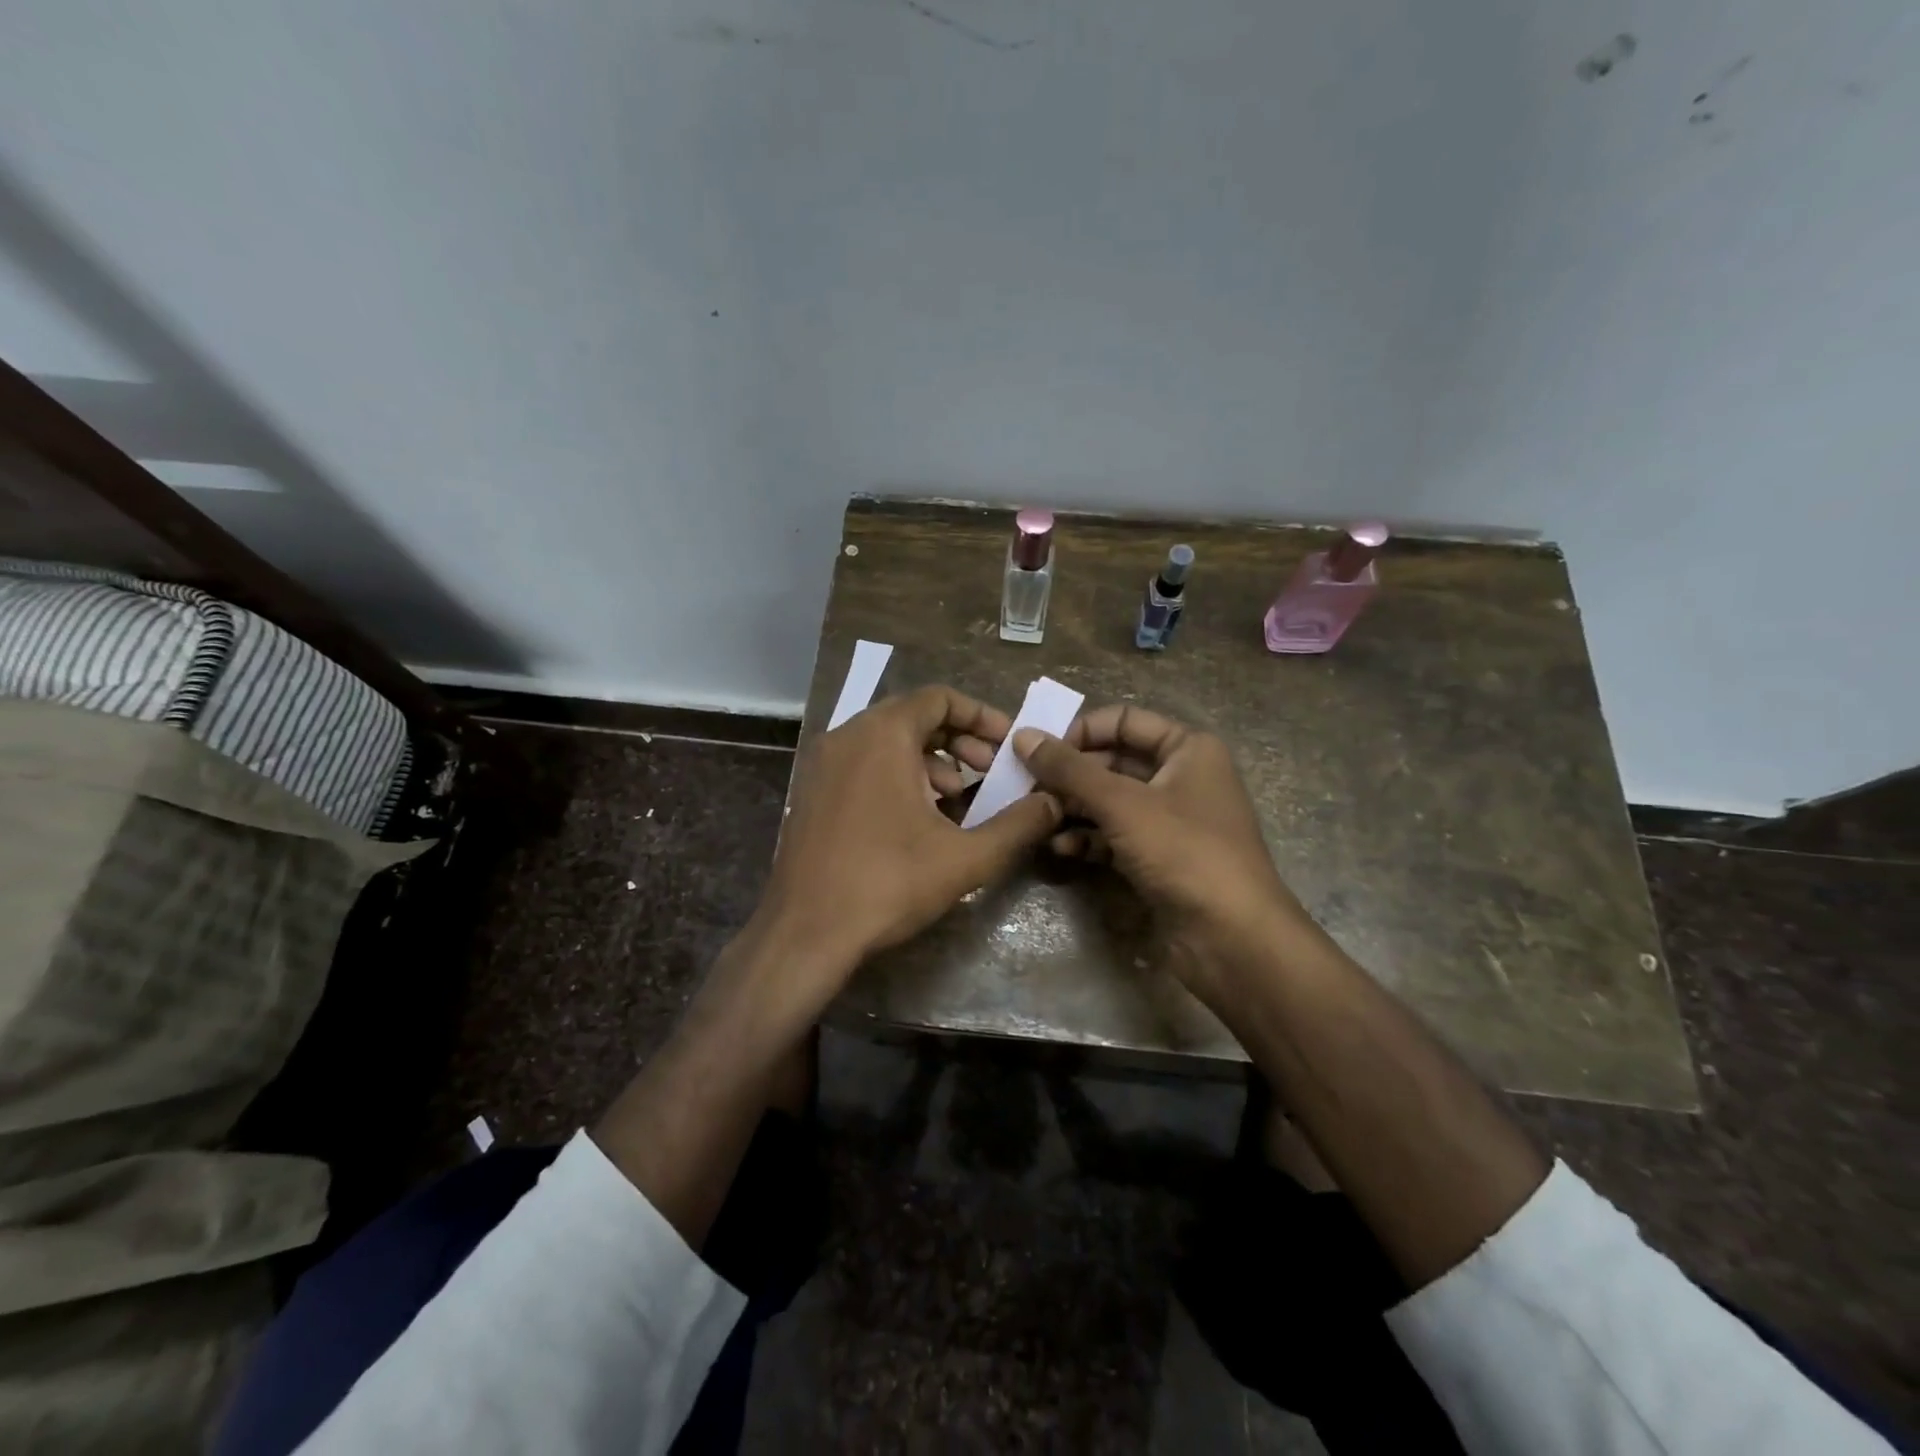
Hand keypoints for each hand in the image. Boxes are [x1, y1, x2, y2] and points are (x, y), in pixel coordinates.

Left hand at [748, 685, 1062, 1019]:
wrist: (806, 932)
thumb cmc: (888, 883)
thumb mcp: (966, 857)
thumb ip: (1018, 825)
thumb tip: (1054, 803)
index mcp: (882, 735)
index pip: (939, 698)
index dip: (981, 715)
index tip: (1007, 744)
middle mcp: (847, 736)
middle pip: (913, 717)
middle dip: (958, 740)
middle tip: (989, 771)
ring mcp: (822, 763)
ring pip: (886, 742)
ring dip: (929, 760)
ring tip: (957, 799)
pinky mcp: (811, 792)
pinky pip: (862, 763)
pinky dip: (896, 775)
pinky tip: (916, 819)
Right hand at [1014, 705, 1323, 1005]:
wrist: (1232, 938)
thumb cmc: (1184, 851)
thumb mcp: (1122, 803)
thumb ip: (1069, 769)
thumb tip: (1023, 735)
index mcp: (1187, 748)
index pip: (1123, 721)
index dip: (1080, 731)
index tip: (1038, 750)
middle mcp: (1181, 777)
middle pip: (1113, 761)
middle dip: (1070, 775)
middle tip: (1026, 787)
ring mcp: (1170, 820)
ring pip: (1110, 801)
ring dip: (1073, 808)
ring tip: (1037, 817)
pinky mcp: (1159, 857)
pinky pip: (1115, 835)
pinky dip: (1088, 838)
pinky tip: (1060, 848)